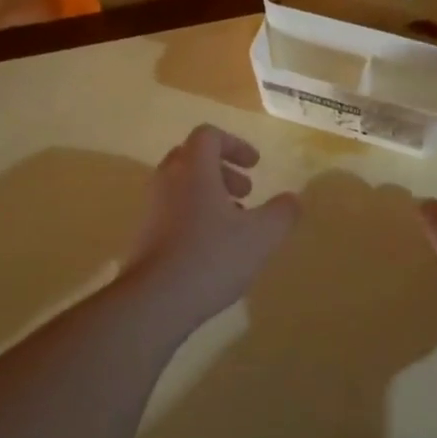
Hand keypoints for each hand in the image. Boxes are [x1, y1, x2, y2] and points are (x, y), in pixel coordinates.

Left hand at [124, 124, 300, 330]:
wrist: (155, 301)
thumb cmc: (212, 257)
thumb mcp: (261, 235)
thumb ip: (282, 212)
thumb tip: (293, 199)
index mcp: (194, 169)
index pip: (209, 136)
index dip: (235, 145)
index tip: (255, 166)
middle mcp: (168, 181)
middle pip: (192, 157)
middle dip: (222, 170)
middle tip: (245, 192)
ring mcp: (151, 209)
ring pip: (181, 186)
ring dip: (209, 195)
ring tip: (234, 224)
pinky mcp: (144, 236)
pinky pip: (171, 211)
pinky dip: (194, 216)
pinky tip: (213, 249)